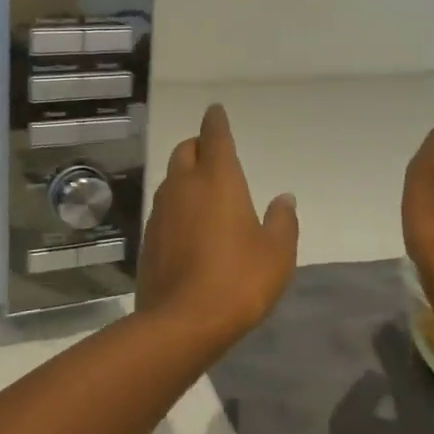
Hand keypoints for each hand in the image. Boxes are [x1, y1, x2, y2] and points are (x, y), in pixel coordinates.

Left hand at [138, 104, 298, 337]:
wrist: (182, 322)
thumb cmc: (238, 280)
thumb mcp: (276, 253)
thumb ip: (282, 221)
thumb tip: (284, 198)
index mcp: (217, 180)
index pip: (214, 136)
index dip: (216, 121)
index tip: (216, 111)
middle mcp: (183, 186)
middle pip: (185, 151)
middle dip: (198, 145)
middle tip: (213, 154)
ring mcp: (161, 211)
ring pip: (171, 178)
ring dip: (185, 175)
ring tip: (204, 190)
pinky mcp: (149, 237)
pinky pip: (164, 208)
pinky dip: (176, 205)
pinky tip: (189, 225)